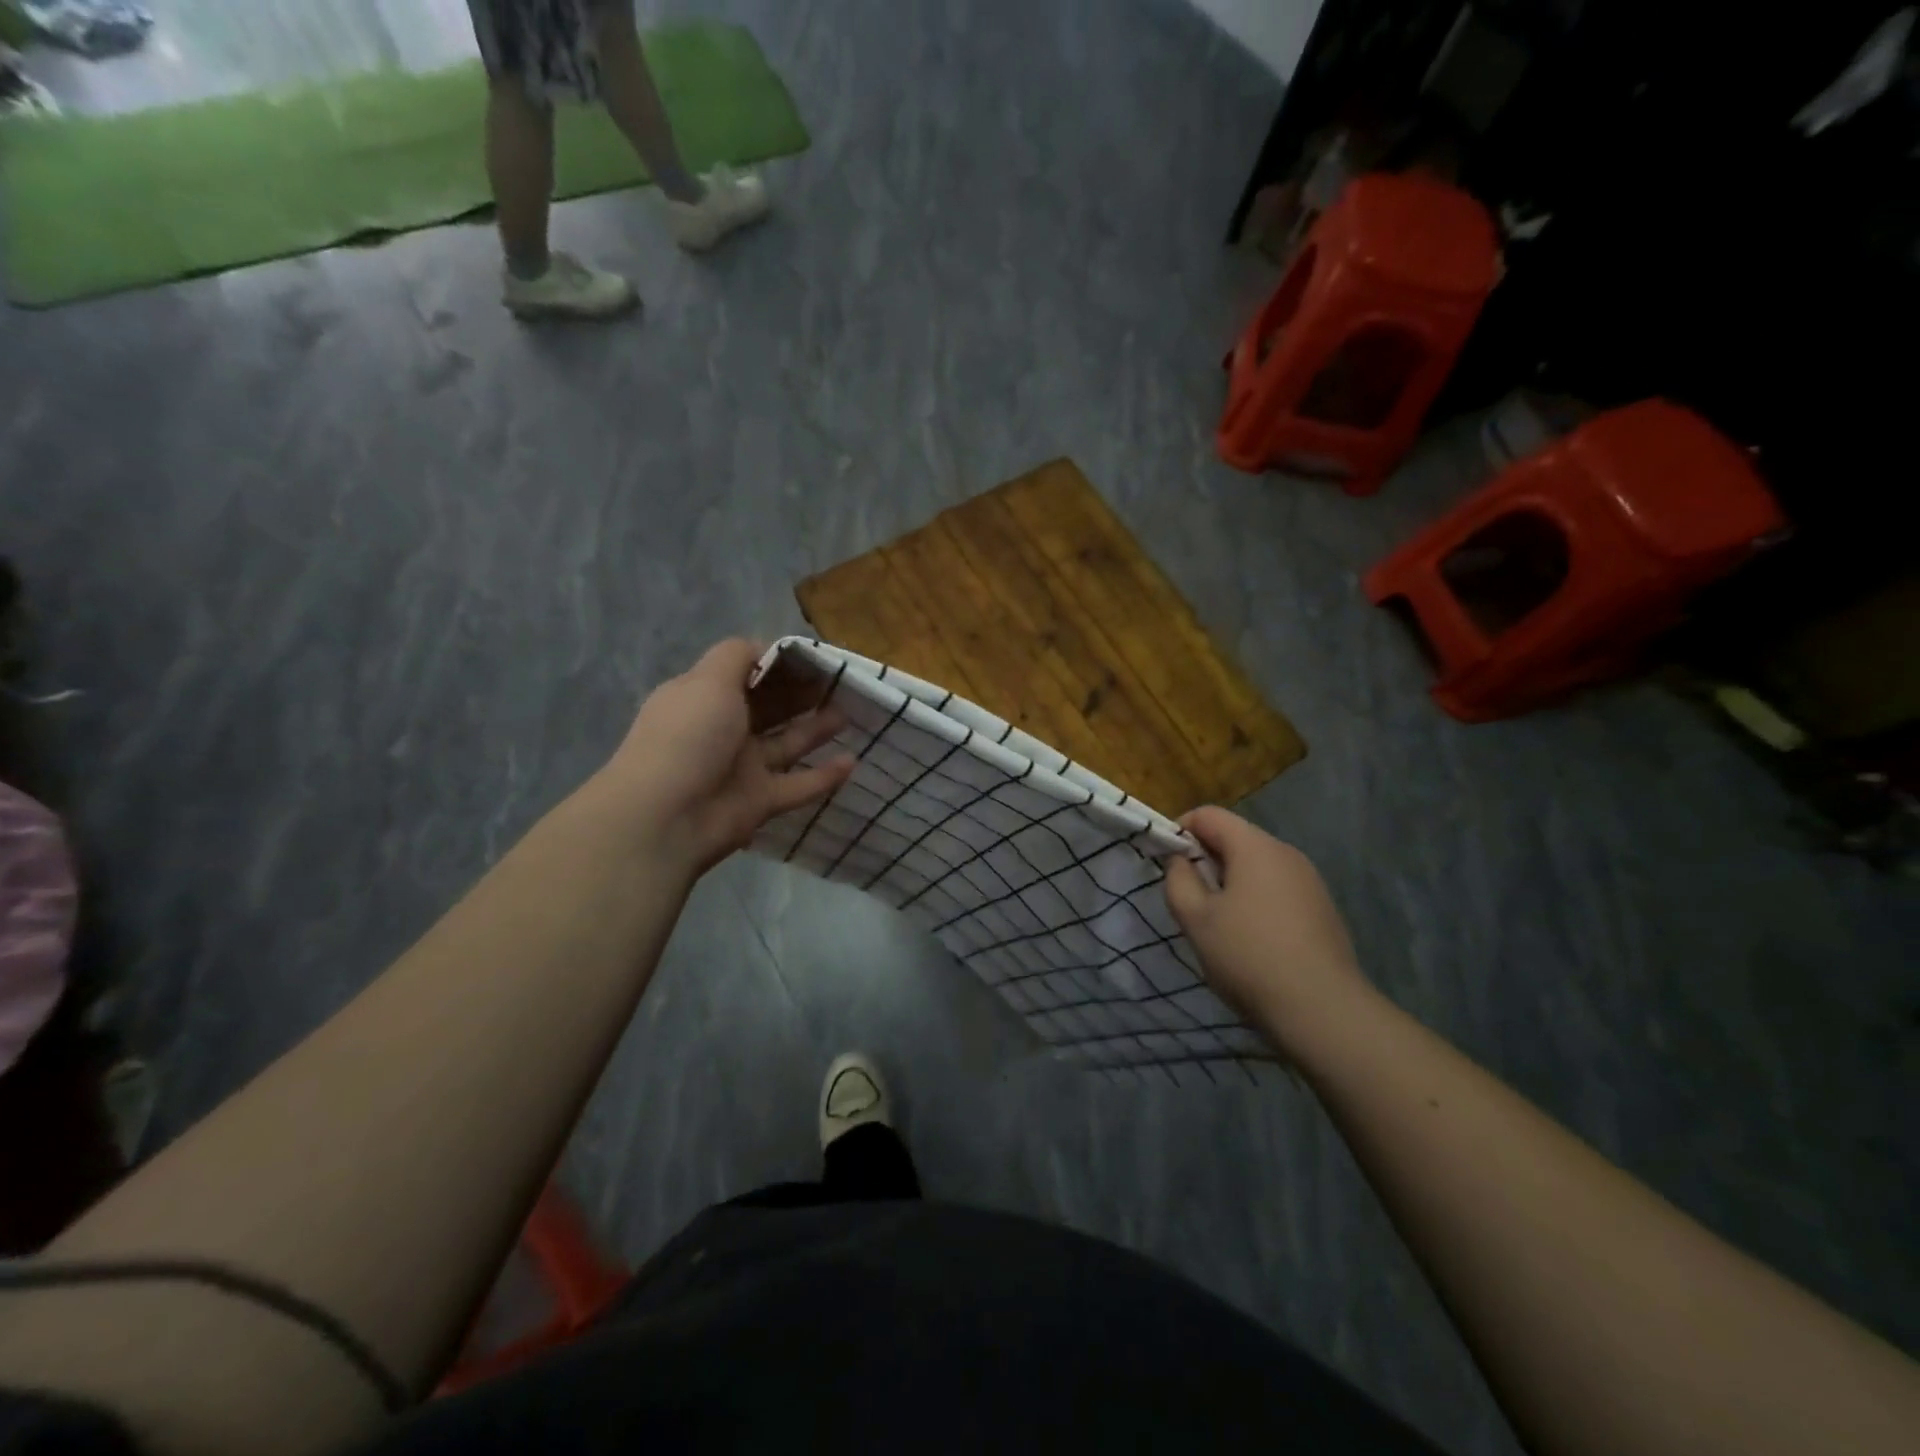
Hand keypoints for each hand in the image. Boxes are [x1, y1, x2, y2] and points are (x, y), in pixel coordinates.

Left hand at [593, 639, 852, 878]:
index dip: (778, 664)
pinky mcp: (760, 802)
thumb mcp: (708, 681)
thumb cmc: (688, 737)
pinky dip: (824, 776)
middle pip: (770, 708)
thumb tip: (763, 647)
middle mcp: (723, 730)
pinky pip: (799, 785)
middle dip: (802, 694)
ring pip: (787, 744)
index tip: (814, 657)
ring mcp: (742, 768)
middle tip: (840, 682)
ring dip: (816, 728)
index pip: (745, 674)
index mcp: (704, 698)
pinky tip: (852, 762)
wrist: (666, 817)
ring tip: (850, 713)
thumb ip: (737, 656)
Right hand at [1164, 806, 1371, 1054]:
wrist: (1323, 1011)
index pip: (1208, 815)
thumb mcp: (1196, 919)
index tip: (1166, 864)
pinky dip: (1256, 901)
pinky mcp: (1323, 909)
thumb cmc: (1248, 956)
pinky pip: (1278, 890)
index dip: (1179, 831)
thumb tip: (1180, 861)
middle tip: (1188, 898)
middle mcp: (1287, 854)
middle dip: (1205, 859)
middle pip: (1235, 838)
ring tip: (1217, 923)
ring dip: (1230, 882)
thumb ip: (1178, 880)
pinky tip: (1251, 940)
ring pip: (1257, 866)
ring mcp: (1310, 882)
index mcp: (1255, 847)